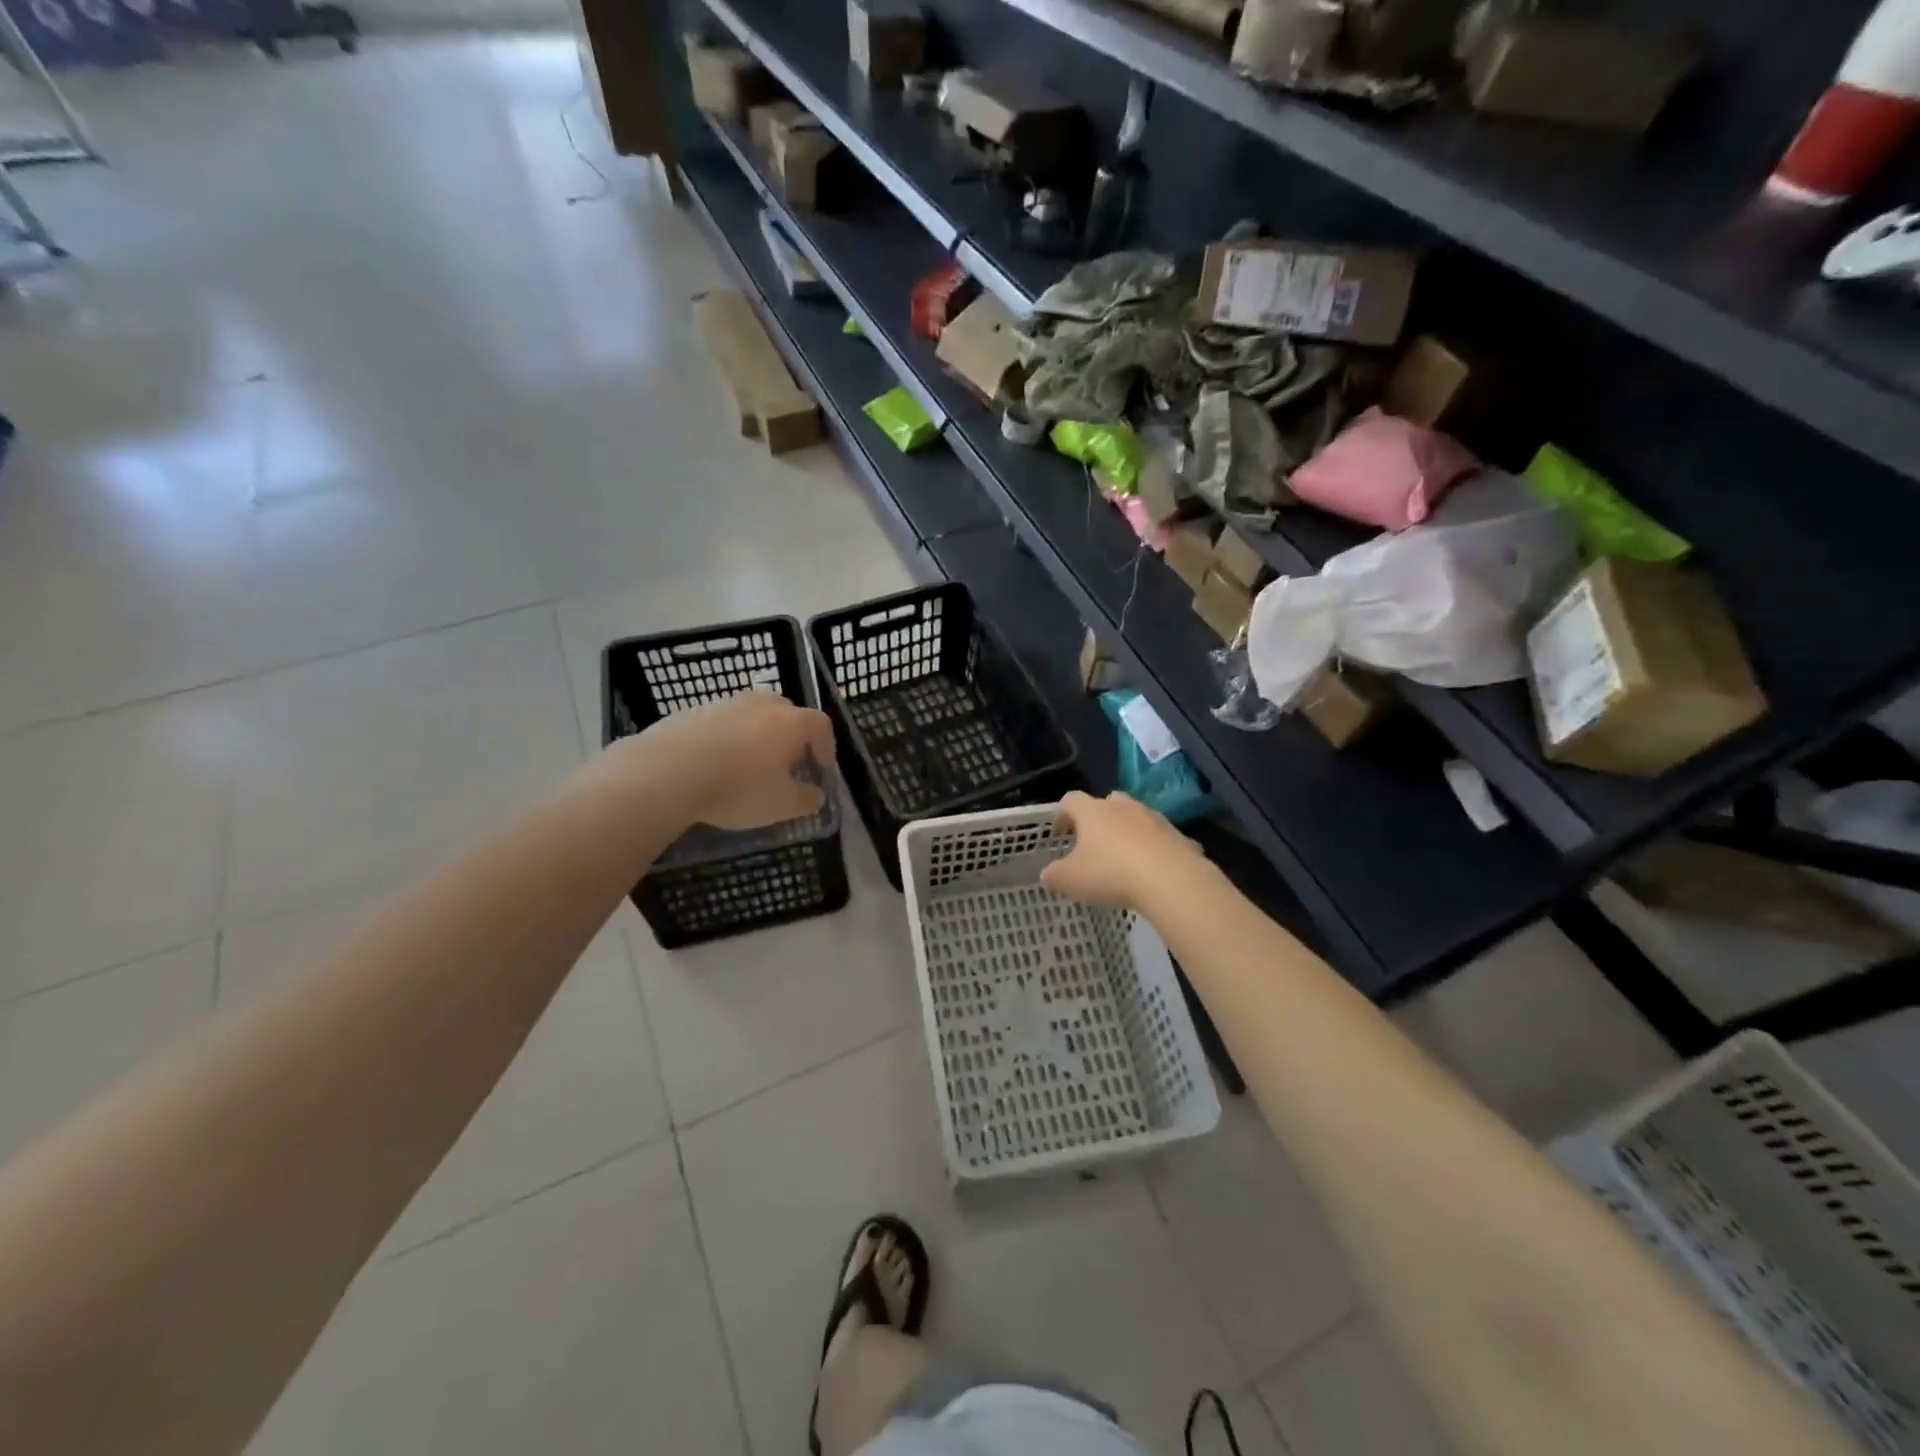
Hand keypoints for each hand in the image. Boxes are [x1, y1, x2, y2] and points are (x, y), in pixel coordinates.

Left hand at [625, 692, 837, 831]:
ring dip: (755, 734)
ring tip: (747, 763)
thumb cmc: (739, 788)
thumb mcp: (781, 805)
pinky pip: (719, 722)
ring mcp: (724, 704)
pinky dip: (724, 738)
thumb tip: (816, 795)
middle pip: (785, 711)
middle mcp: (761, 705)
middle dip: (791, 734)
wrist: (668, 772)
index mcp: (790, 723)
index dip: (826, 744)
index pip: (820, 724)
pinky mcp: (691, 712)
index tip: (822, 766)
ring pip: (750, 714)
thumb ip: (806, 800)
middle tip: (786, 761)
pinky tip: (713, 763)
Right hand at [1040, 790, 1204, 911]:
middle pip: (1107, 802)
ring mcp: (1154, 819)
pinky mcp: (1178, 836)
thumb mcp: (1070, 880)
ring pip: (1136, 818)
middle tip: (1093, 841)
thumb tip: (1048, 873)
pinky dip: (1154, 850)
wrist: (1171, 880)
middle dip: (1099, 819)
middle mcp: (1123, 807)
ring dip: (1128, 832)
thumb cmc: (1111, 874)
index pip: (1070, 800)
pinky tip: (1152, 872)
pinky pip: (1161, 839)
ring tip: (1124, 858)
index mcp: (1093, 812)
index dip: (1062, 814)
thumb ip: (1054, 875)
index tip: (1059, 833)